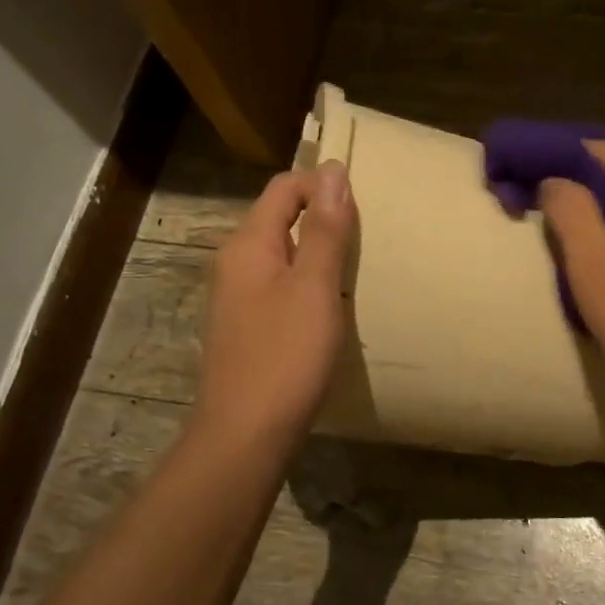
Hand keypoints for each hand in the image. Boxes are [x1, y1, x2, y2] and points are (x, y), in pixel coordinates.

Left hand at [192, 162, 355, 451]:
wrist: (246, 435)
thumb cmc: (284, 356)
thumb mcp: (314, 287)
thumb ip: (324, 229)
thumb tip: (333, 169)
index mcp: (248, 245)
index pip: (284, 188)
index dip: (322, 184)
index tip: (365, 203)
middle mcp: (235, 263)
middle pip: (280, 218)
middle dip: (323, 217)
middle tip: (369, 235)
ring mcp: (238, 297)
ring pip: (282, 254)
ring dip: (318, 251)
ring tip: (357, 266)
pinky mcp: (248, 325)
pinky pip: (281, 285)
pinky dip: (308, 282)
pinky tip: (332, 304)